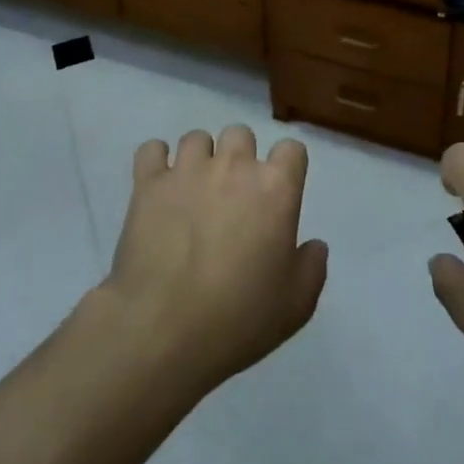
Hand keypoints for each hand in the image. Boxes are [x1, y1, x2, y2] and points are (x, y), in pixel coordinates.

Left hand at [97, 125, 327, 395]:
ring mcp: (189, 169)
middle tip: (233, 196)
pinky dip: (156, 162)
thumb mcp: (296, 305)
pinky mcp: (149, 182)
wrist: (164, 329)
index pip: (291, 150)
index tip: (279, 193)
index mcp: (275, 188)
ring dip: (200, 159)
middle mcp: (234, 166)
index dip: (287, 168)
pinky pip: (152, 150)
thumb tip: (314, 245)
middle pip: (241, 134)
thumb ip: (312, 267)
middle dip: (240, 158)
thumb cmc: (238, 318)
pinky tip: (159, 186)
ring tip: (193, 191)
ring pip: (197, 138)